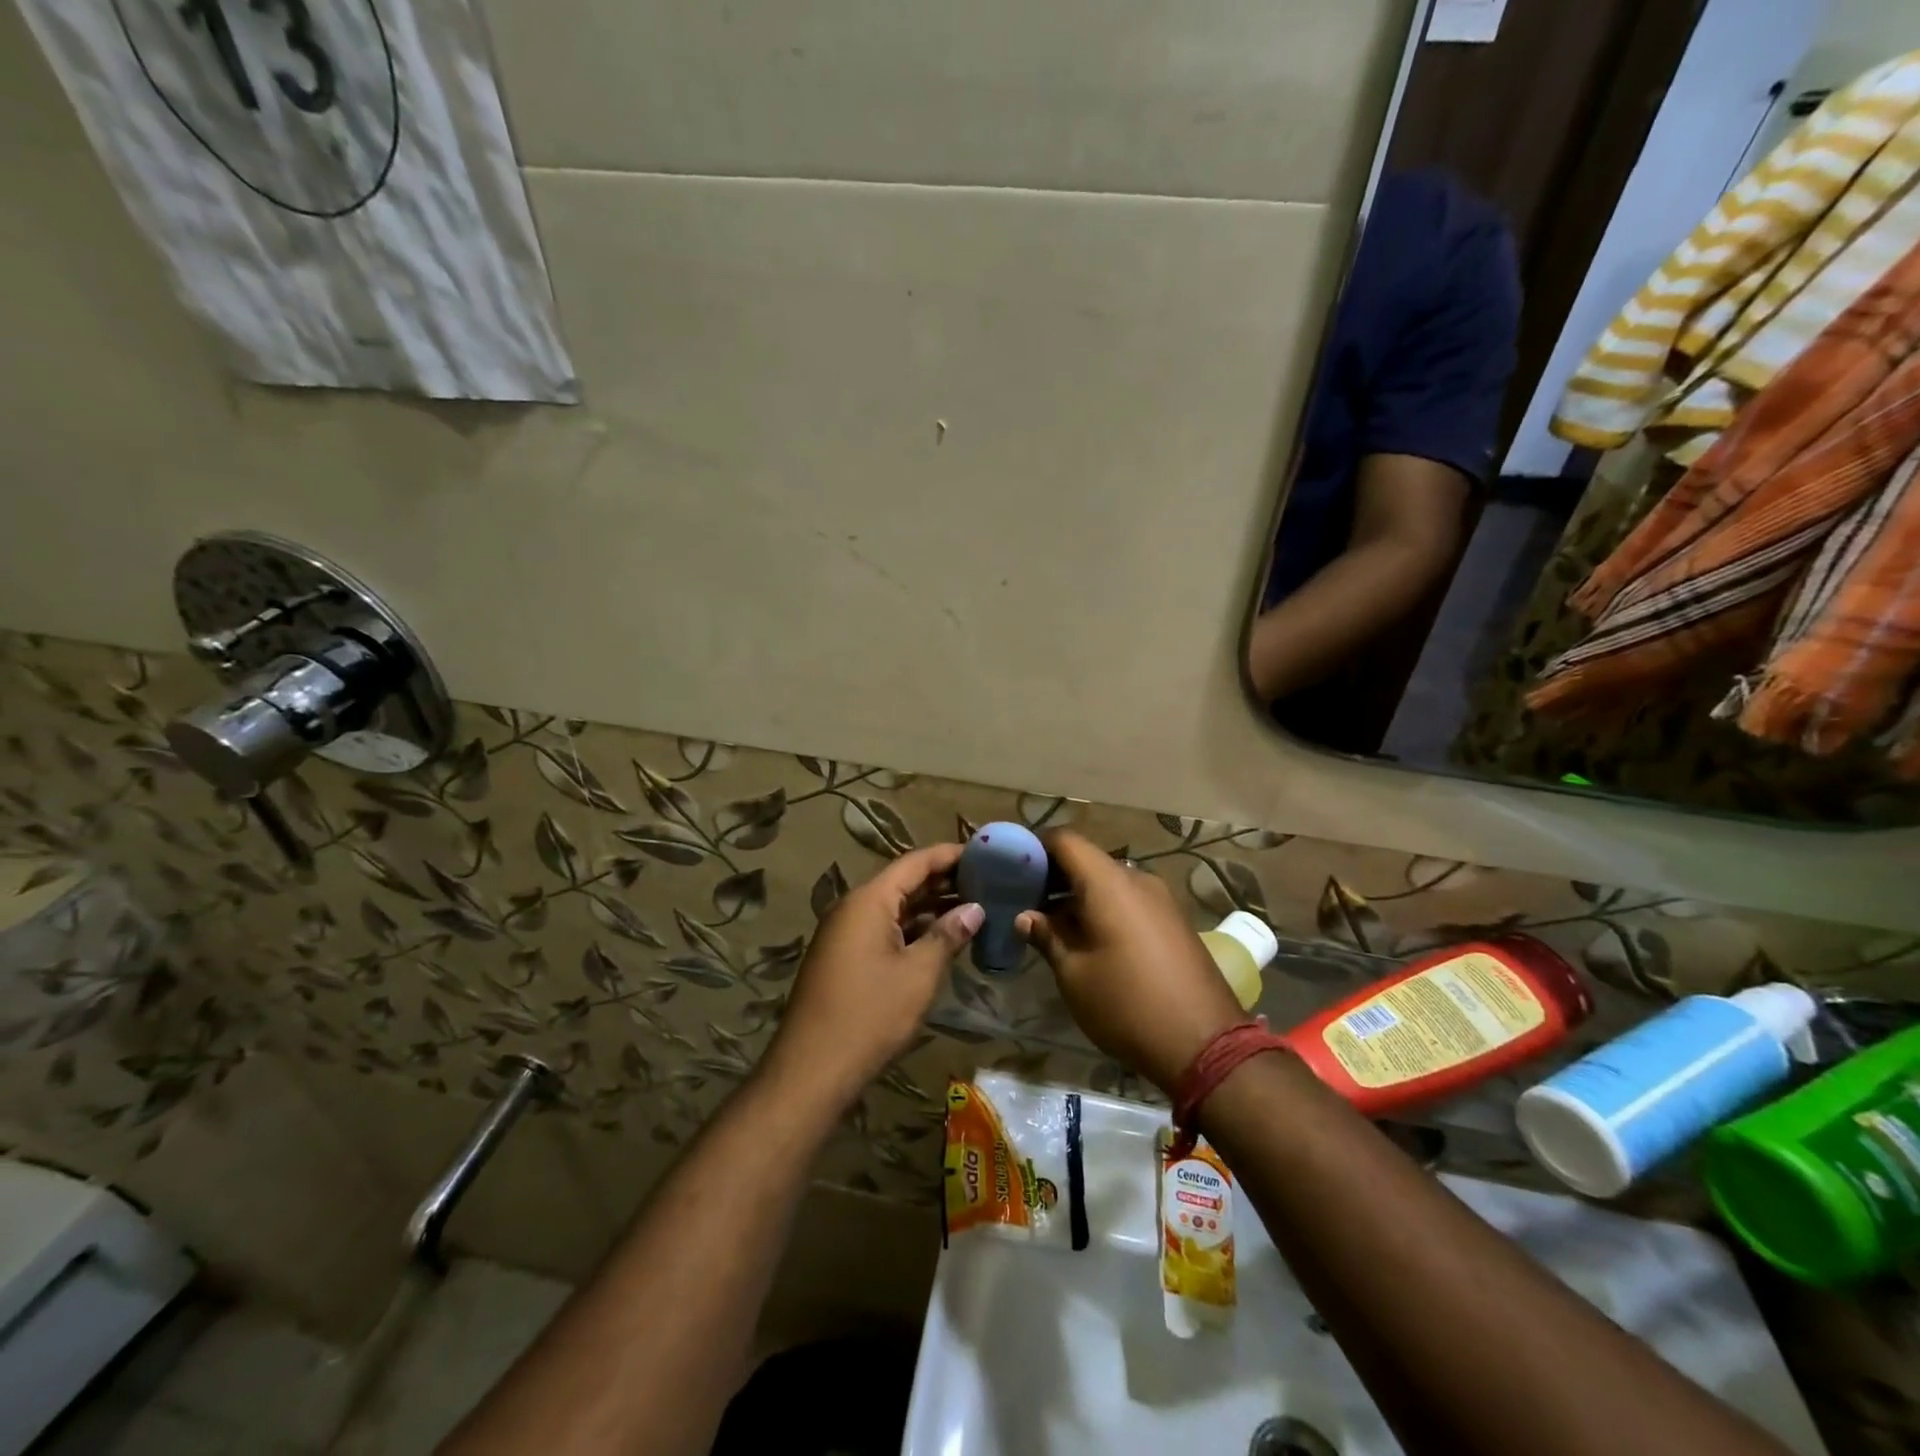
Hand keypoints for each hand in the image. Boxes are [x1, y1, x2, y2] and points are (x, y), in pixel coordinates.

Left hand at [762, 844, 982, 1110]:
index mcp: (869, 900)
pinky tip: (943, 939)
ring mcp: (846, 934)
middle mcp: (854, 908)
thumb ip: (948, 935)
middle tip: (988, 881)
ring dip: (931, 907)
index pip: (915, 862)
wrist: (812, 1069)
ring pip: (895, 908)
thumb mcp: (918, 974)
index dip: (950, 855)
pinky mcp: (845, 958)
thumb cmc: (870, 1015)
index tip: (985, 854)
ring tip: (975, 907)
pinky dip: (914, 930)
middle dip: (945, 881)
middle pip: (904, 882)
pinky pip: (884, 930)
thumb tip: (975, 909)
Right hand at [1017, 831, 1245, 1092]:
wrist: (1205, 1045)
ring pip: (1109, 881)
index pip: (1065, 840)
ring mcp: (1160, 899)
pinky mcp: (1173, 920)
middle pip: (1087, 860)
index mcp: (1109, 883)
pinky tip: (1088, 938)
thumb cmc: (1126, 1005)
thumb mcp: (1074, 975)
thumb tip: (1026, 916)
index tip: (1011, 868)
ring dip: (1079, 895)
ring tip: (1051, 924)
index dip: (1035, 847)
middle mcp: (1137, 879)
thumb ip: (1047, 936)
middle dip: (1054, 875)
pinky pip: (1129, 900)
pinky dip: (1103, 907)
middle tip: (1024, 900)